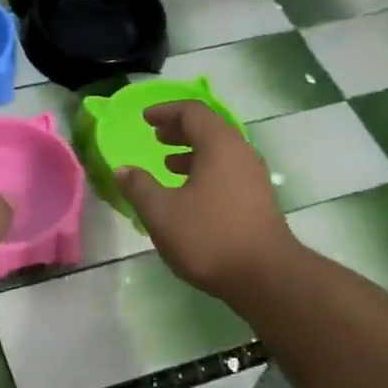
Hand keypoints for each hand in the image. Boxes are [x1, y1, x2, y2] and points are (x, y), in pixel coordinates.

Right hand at [114, 102, 298, 306]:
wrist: (264, 276)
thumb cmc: (209, 237)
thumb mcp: (162, 213)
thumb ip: (139, 187)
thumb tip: (122, 170)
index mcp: (219, 145)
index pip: (192, 112)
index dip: (166, 111)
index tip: (145, 118)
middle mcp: (241, 153)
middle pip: (210, 129)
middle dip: (180, 130)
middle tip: (156, 137)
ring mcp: (254, 177)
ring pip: (220, 153)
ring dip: (193, 153)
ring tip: (168, 164)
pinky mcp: (259, 200)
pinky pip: (228, 172)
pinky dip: (205, 172)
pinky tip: (190, 195)